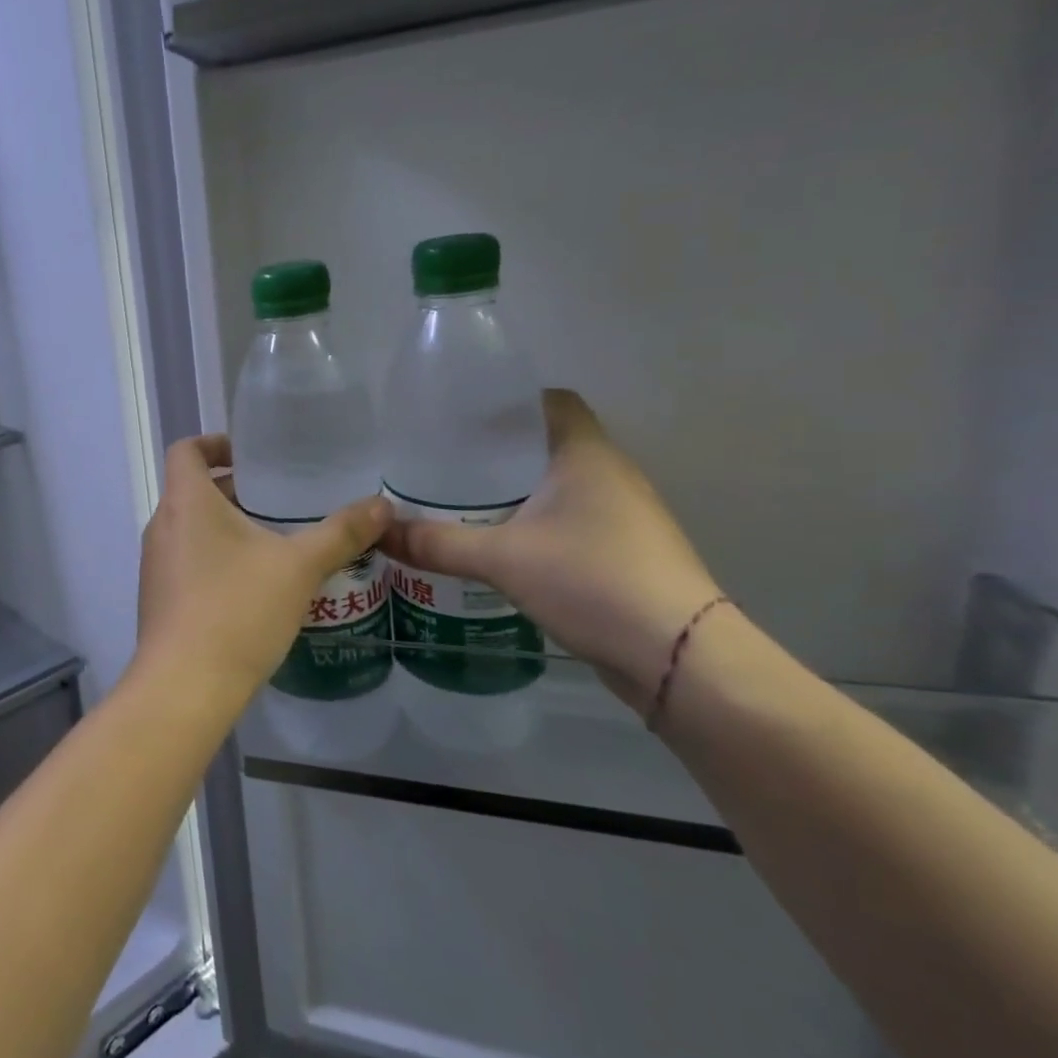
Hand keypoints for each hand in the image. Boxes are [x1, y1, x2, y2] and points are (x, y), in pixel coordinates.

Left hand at [135, 435, 390, 706]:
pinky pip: (186, 561)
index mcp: (185, 502)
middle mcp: (161, 526)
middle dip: (234, 490)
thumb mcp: (299, 567)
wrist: (185, 685)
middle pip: (191, 490)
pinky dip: (215, 558)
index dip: (215, 443)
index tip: (250, 454)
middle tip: (280, 501)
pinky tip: (254, 586)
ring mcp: (154, 565)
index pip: (186, 450)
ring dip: (226, 527)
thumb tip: (383, 505)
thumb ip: (341, 533)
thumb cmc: (238, 610)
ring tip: (275, 542)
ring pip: (190, 529)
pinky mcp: (157, 598)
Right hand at [381, 390, 720, 710]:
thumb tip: (379, 533)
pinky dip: (535, 521)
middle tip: (445, 461)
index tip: (462, 417)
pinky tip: (499, 542)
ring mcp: (624, 515)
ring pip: (559, 485)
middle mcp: (611, 474)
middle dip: (499, 450)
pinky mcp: (625, 552)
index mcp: (587, 455)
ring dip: (517, 490)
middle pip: (549, 443)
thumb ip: (436, 543)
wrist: (678, 657)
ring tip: (462, 500)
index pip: (551, 401)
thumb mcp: (501, 558)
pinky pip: (570, 519)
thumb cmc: (591, 580)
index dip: (508, 402)